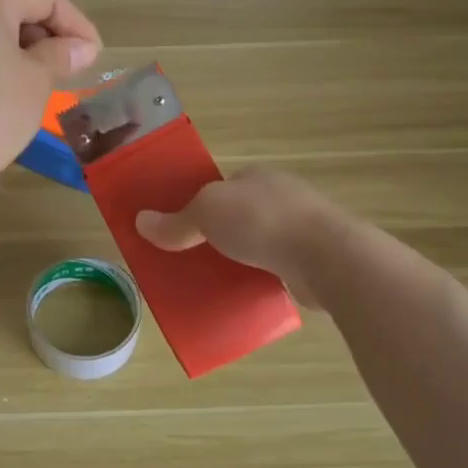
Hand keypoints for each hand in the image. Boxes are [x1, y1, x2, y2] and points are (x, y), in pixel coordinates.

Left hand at [0, 0, 101, 192]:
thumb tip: (82, 48)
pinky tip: (17, 95)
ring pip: (1, 33)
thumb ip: (61, 56)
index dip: (77, 24)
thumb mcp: (36, 81)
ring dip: (31, 54)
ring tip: (50, 86)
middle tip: (74, 73)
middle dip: (53, 37)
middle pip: (21, 9)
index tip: (95, 58)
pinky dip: (6, 66)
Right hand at [136, 167, 346, 306]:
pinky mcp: (316, 259)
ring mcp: (304, 227)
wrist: (327, 257)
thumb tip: (140, 222)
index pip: (222, 186)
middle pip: (241, 213)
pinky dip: (264, 277)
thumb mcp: (206, 213)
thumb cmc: (262, 221)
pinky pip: (279, 267)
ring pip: (262, 241)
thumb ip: (175, 222)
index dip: (201, 204)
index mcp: (257, 176)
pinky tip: (249, 291)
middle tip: (195, 257)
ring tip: (218, 278)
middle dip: (222, 233)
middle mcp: (283, 195)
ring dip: (243, 257)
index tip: (184, 228)